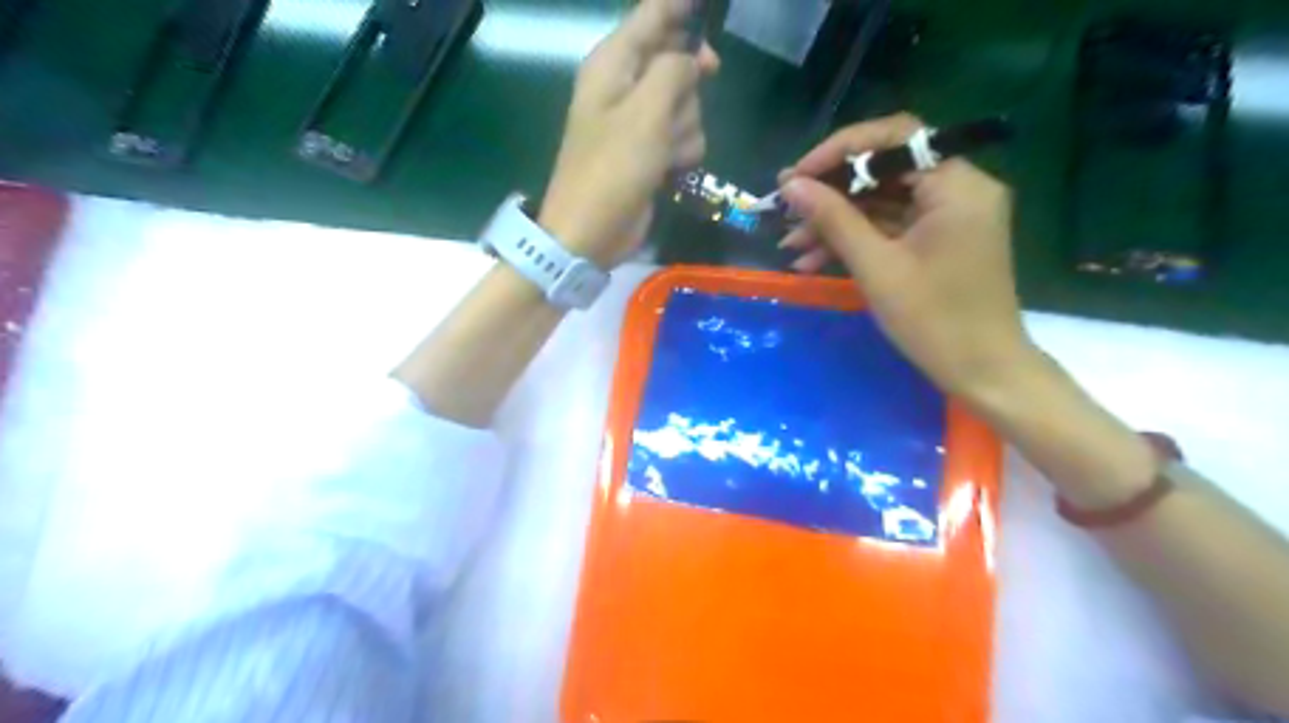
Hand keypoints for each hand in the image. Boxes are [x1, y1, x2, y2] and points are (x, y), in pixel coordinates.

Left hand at [537, 0, 721, 267]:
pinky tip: (669, 170)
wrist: (591, 233)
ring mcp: (639, 123)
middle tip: (688, 97)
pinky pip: (684, 136)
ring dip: (685, 128)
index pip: (652, 14)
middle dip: (688, 85)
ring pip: (687, 104)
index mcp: (613, 64)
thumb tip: (691, 58)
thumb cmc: (612, 169)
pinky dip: (683, 152)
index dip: (681, 5)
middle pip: (677, 60)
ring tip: (664, 153)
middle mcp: (625, 86)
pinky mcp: (650, 153)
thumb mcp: (645, 113)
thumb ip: (673, 71)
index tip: (709, 2)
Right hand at [774, 115, 1033, 403]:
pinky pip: (891, 227)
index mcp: (956, 184)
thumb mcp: (876, 266)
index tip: (796, 176)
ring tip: (791, 246)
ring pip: (882, 202)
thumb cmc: (934, 320)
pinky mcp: (938, 240)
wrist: (981, 372)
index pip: (894, 139)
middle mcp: (959, 188)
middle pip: (884, 171)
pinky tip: (814, 260)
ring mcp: (949, 216)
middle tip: (786, 211)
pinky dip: (856, 240)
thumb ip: (833, 219)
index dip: (839, 152)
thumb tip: (791, 185)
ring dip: (836, 223)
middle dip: (831, 194)